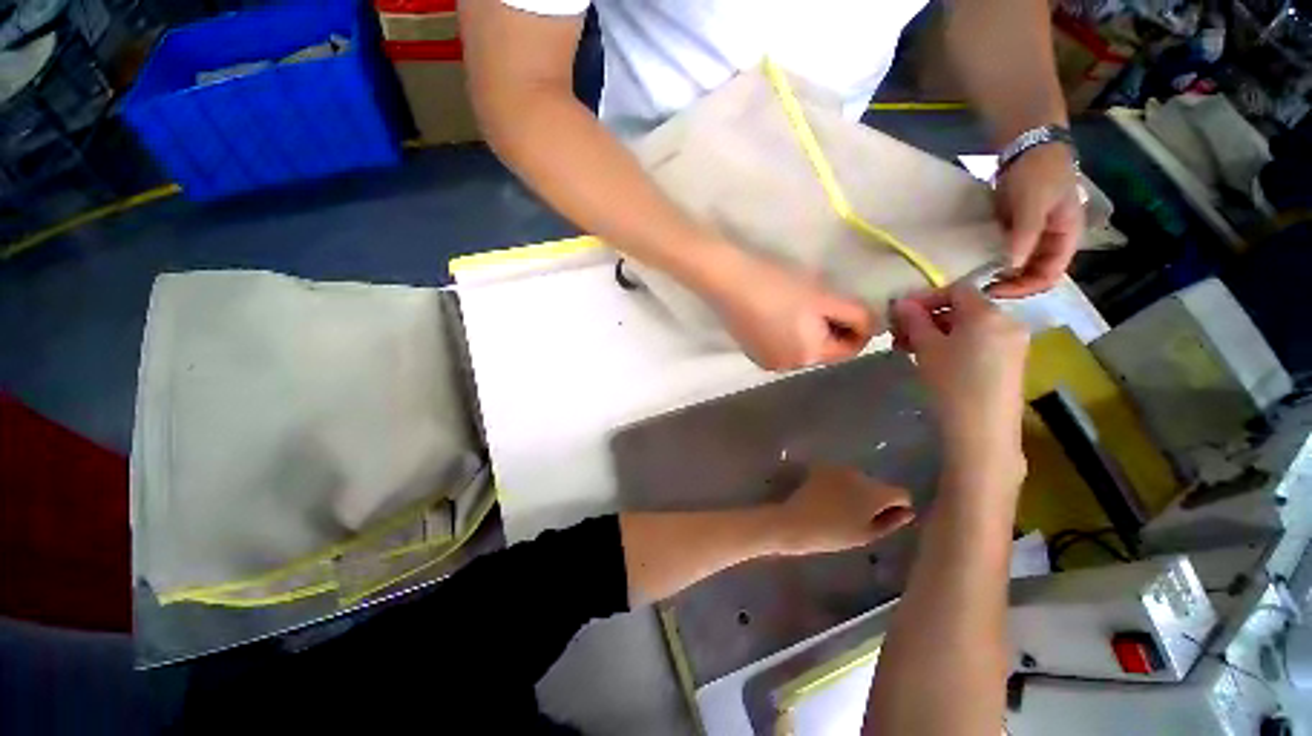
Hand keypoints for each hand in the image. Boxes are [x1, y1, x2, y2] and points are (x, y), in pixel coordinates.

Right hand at [707, 249, 875, 370]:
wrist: (727, 280)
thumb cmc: (778, 286)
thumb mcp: (824, 296)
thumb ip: (857, 314)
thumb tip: (873, 328)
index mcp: (807, 358)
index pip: (848, 350)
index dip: (858, 326)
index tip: (850, 301)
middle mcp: (786, 368)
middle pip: (823, 350)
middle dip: (830, 327)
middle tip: (820, 299)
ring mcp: (765, 361)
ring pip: (801, 347)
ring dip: (808, 330)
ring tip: (796, 304)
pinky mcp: (750, 351)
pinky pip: (780, 345)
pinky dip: (786, 332)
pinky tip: (775, 311)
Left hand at [770, 466, 913, 555]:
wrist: (795, 523)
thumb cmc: (833, 535)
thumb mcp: (867, 535)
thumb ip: (892, 521)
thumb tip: (908, 511)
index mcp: (876, 491)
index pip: (902, 493)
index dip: (896, 507)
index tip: (882, 520)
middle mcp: (860, 473)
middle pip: (879, 485)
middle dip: (874, 498)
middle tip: (858, 517)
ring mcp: (839, 467)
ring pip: (860, 479)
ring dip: (857, 490)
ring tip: (840, 509)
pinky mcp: (823, 467)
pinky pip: (841, 476)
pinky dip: (840, 484)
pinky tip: (828, 498)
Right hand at [890, 284, 1028, 483]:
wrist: (982, 430)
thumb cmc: (951, 382)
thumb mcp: (926, 348)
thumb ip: (914, 320)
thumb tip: (901, 302)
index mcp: (988, 313)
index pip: (955, 289)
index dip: (925, 297)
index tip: (899, 313)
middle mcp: (1007, 321)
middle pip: (963, 307)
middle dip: (929, 317)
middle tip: (901, 334)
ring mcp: (1013, 343)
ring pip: (970, 326)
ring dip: (939, 332)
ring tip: (913, 349)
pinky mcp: (1011, 362)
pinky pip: (980, 342)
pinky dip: (956, 344)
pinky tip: (936, 360)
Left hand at [990, 144, 1084, 297]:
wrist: (1026, 147)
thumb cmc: (1039, 173)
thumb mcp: (1034, 204)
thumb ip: (1025, 235)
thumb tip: (1012, 267)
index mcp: (1066, 237)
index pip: (1050, 275)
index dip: (1025, 288)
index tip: (995, 291)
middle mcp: (1051, 241)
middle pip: (1034, 274)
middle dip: (1012, 285)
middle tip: (982, 290)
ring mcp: (1033, 235)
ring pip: (1020, 266)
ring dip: (1002, 276)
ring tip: (978, 282)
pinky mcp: (1015, 229)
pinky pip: (1007, 252)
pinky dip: (995, 262)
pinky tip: (977, 266)